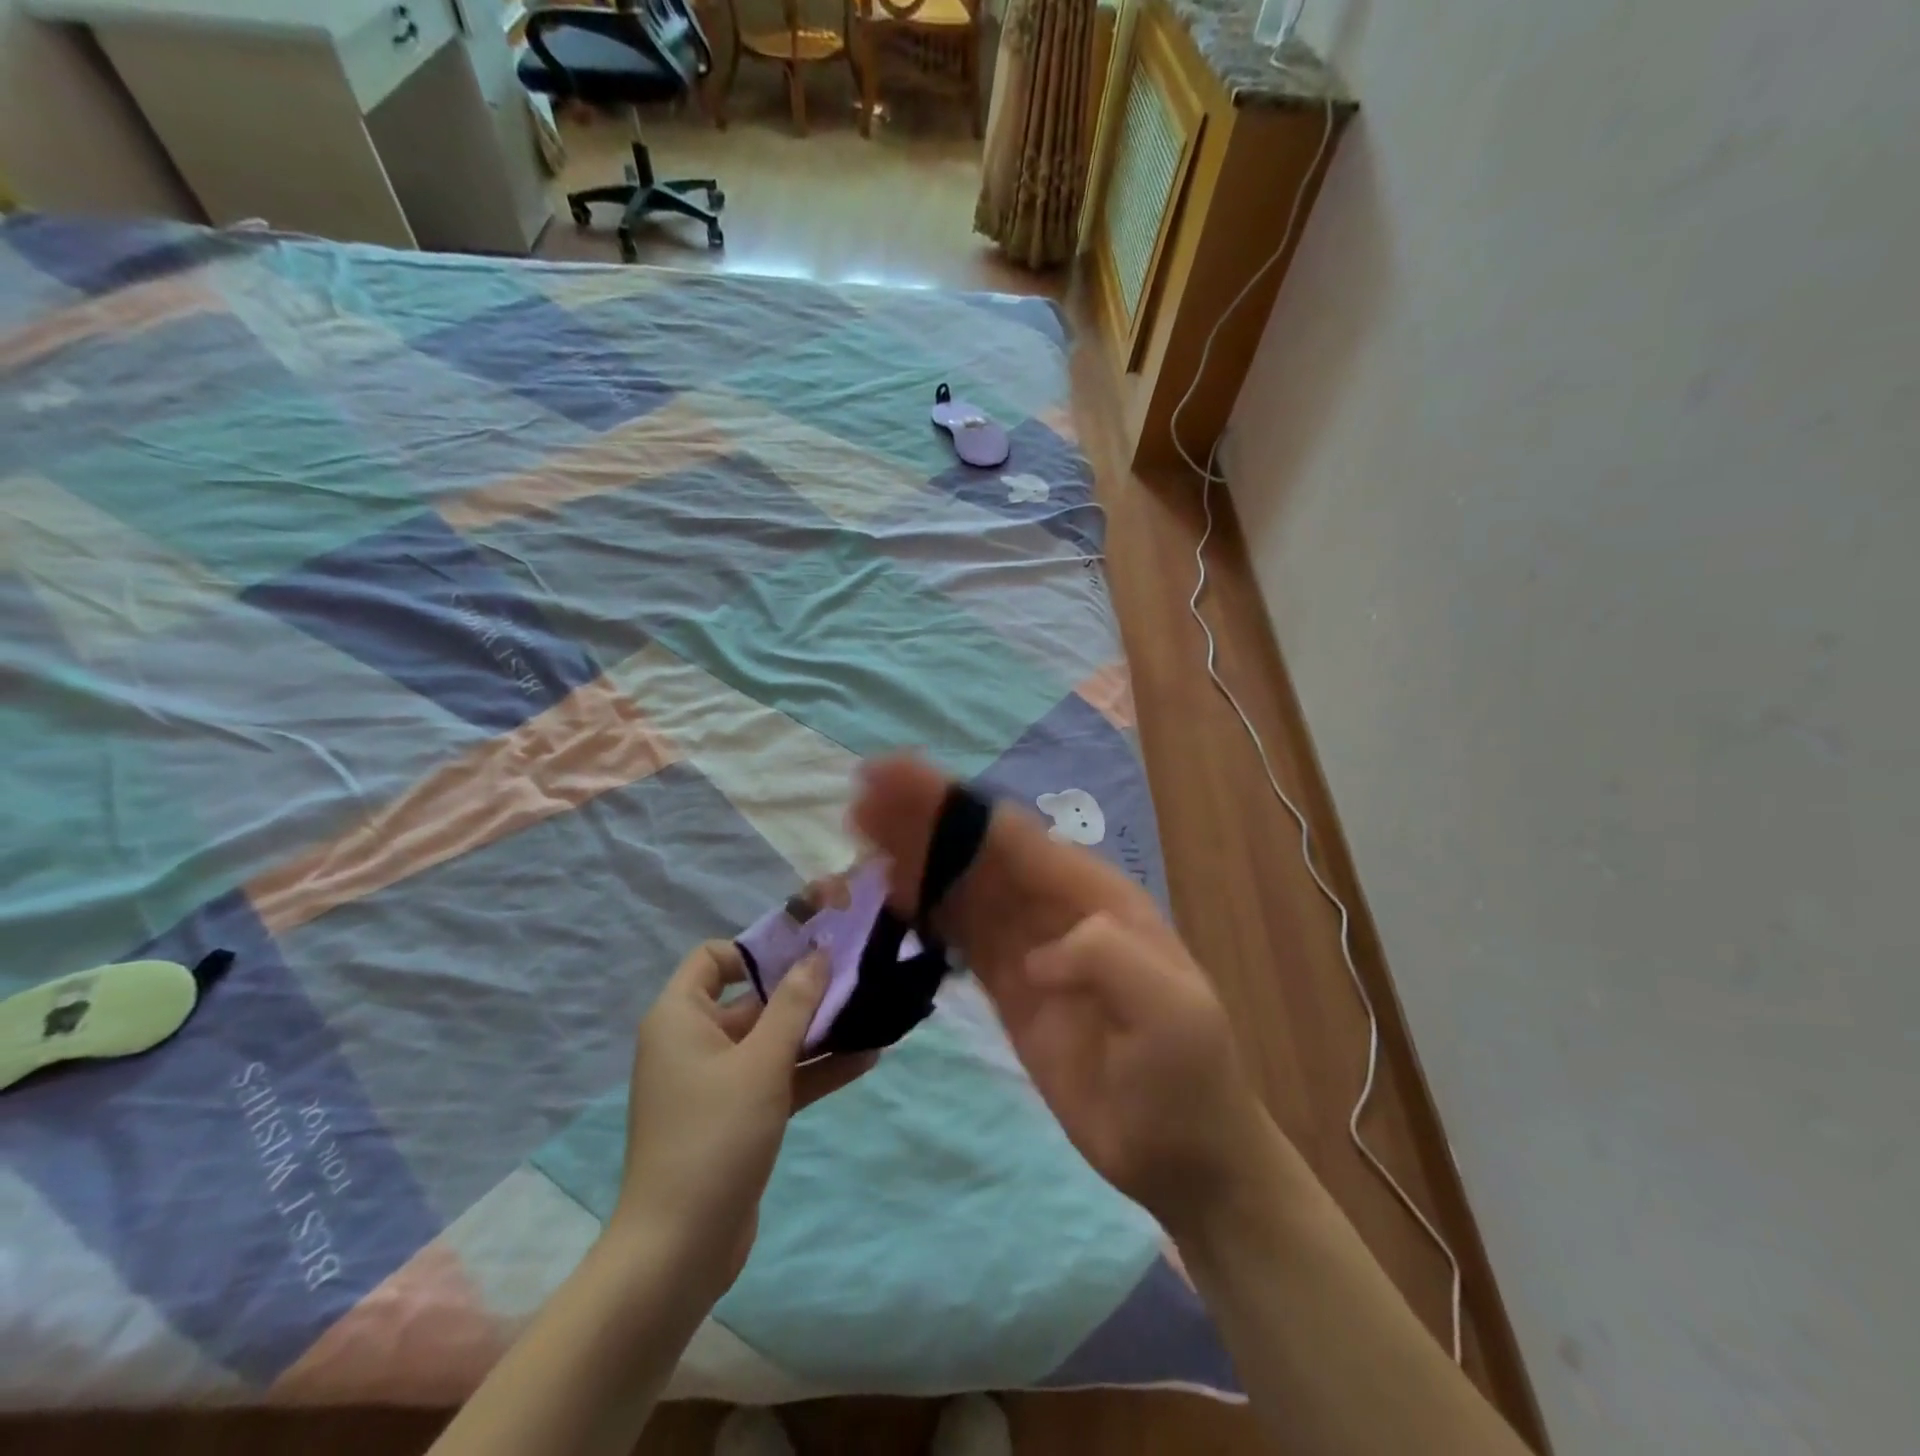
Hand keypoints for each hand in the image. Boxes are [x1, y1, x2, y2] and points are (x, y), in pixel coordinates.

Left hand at [610, 941, 874, 1300]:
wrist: (678, 1252)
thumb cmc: (714, 1137)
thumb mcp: (761, 1062)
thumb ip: (794, 1004)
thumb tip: (818, 953)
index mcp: (681, 1017)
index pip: (713, 958)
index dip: (756, 949)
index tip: (805, 950)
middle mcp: (694, 1041)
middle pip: (752, 998)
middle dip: (803, 989)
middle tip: (856, 975)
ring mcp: (716, 1082)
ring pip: (771, 1040)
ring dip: (817, 1030)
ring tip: (871, 1012)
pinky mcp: (737, 1116)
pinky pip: (777, 1077)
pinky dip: (814, 1068)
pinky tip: (865, 1057)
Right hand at [849, 754, 1279, 1237]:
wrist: (1182, 1152)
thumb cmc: (1184, 1078)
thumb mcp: (1171, 1013)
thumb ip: (1109, 960)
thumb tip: (1037, 953)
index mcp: (1095, 896)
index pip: (1014, 839)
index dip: (956, 808)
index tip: (900, 782)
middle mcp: (1056, 907)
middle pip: (979, 852)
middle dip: (924, 820)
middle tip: (863, 795)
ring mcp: (1028, 945)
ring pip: (962, 886)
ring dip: (915, 856)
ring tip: (862, 831)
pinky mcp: (1007, 983)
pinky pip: (959, 933)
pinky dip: (924, 908)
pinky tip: (890, 894)